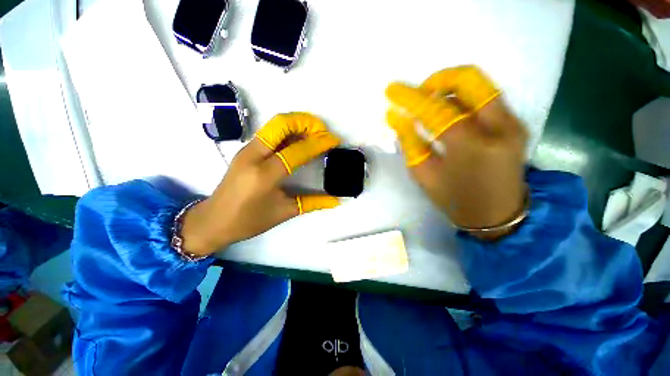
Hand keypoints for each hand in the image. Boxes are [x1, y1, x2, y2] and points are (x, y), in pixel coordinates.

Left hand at [181, 113, 340, 255]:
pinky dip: (287, 131)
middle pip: (281, 124)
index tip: (333, 140)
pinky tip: (298, 140)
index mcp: (265, 174)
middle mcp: (254, 156)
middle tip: (322, 130)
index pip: (297, 151)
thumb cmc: (249, 221)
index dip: (318, 143)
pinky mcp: (245, 150)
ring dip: (296, 123)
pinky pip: (270, 133)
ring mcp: (247, 150)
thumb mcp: (284, 212)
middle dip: (306, 122)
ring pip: (274, 124)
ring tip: (314, 132)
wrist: (213, 220)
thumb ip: (313, 203)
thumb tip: (336, 200)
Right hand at [386, 66, 527, 239]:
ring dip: (450, 88)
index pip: (436, 110)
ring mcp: (512, 123)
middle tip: (419, 93)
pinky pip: (486, 98)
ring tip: (430, 104)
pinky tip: (449, 114)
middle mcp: (498, 127)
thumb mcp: (423, 175)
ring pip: (480, 85)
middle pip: (469, 80)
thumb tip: (395, 117)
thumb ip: (409, 143)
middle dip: (438, 79)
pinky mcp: (516, 124)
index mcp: (470, 146)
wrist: (497, 215)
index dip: (410, 97)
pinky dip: (463, 99)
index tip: (391, 90)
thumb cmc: (454, 199)